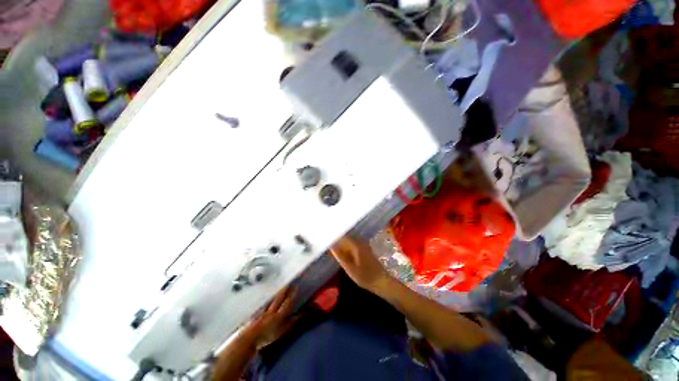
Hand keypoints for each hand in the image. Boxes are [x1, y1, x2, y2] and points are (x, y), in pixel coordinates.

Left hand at [242, 287, 297, 349]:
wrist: (249, 338)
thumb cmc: (267, 337)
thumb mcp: (282, 331)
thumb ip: (292, 322)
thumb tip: (301, 314)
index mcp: (279, 314)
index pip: (288, 302)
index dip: (293, 295)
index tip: (297, 287)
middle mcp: (272, 310)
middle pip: (279, 298)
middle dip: (285, 290)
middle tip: (289, 284)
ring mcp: (264, 312)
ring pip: (272, 300)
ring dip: (276, 294)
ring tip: (280, 289)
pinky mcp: (257, 315)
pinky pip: (264, 306)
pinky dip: (267, 302)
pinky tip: (267, 301)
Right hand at [330, 236, 391, 293]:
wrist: (382, 281)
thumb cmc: (366, 277)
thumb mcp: (350, 269)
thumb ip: (340, 256)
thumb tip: (331, 246)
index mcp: (356, 245)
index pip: (342, 236)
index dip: (333, 236)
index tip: (325, 237)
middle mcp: (360, 241)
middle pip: (345, 237)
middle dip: (336, 239)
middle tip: (326, 241)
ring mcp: (363, 244)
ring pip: (348, 240)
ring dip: (340, 242)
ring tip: (330, 245)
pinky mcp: (364, 249)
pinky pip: (352, 244)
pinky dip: (345, 246)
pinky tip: (340, 250)